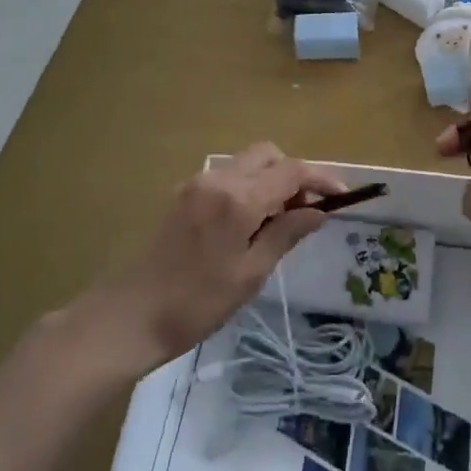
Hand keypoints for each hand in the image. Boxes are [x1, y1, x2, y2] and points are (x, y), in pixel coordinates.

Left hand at [84, 144, 346, 375]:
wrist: (128, 316)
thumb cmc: (196, 303)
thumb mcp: (250, 273)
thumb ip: (286, 234)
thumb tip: (318, 211)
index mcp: (238, 197)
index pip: (291, 171)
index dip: (321, 179)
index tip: (343, 197)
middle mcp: (217, 179)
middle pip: (268, 155)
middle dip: (294, 175)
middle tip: (306, 212)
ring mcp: (195, 184)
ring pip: (246, 164)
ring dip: (270, 181)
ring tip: (279, 222)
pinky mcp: (182, 195)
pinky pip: (226, 178)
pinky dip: (248, 188)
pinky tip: (249, 224)